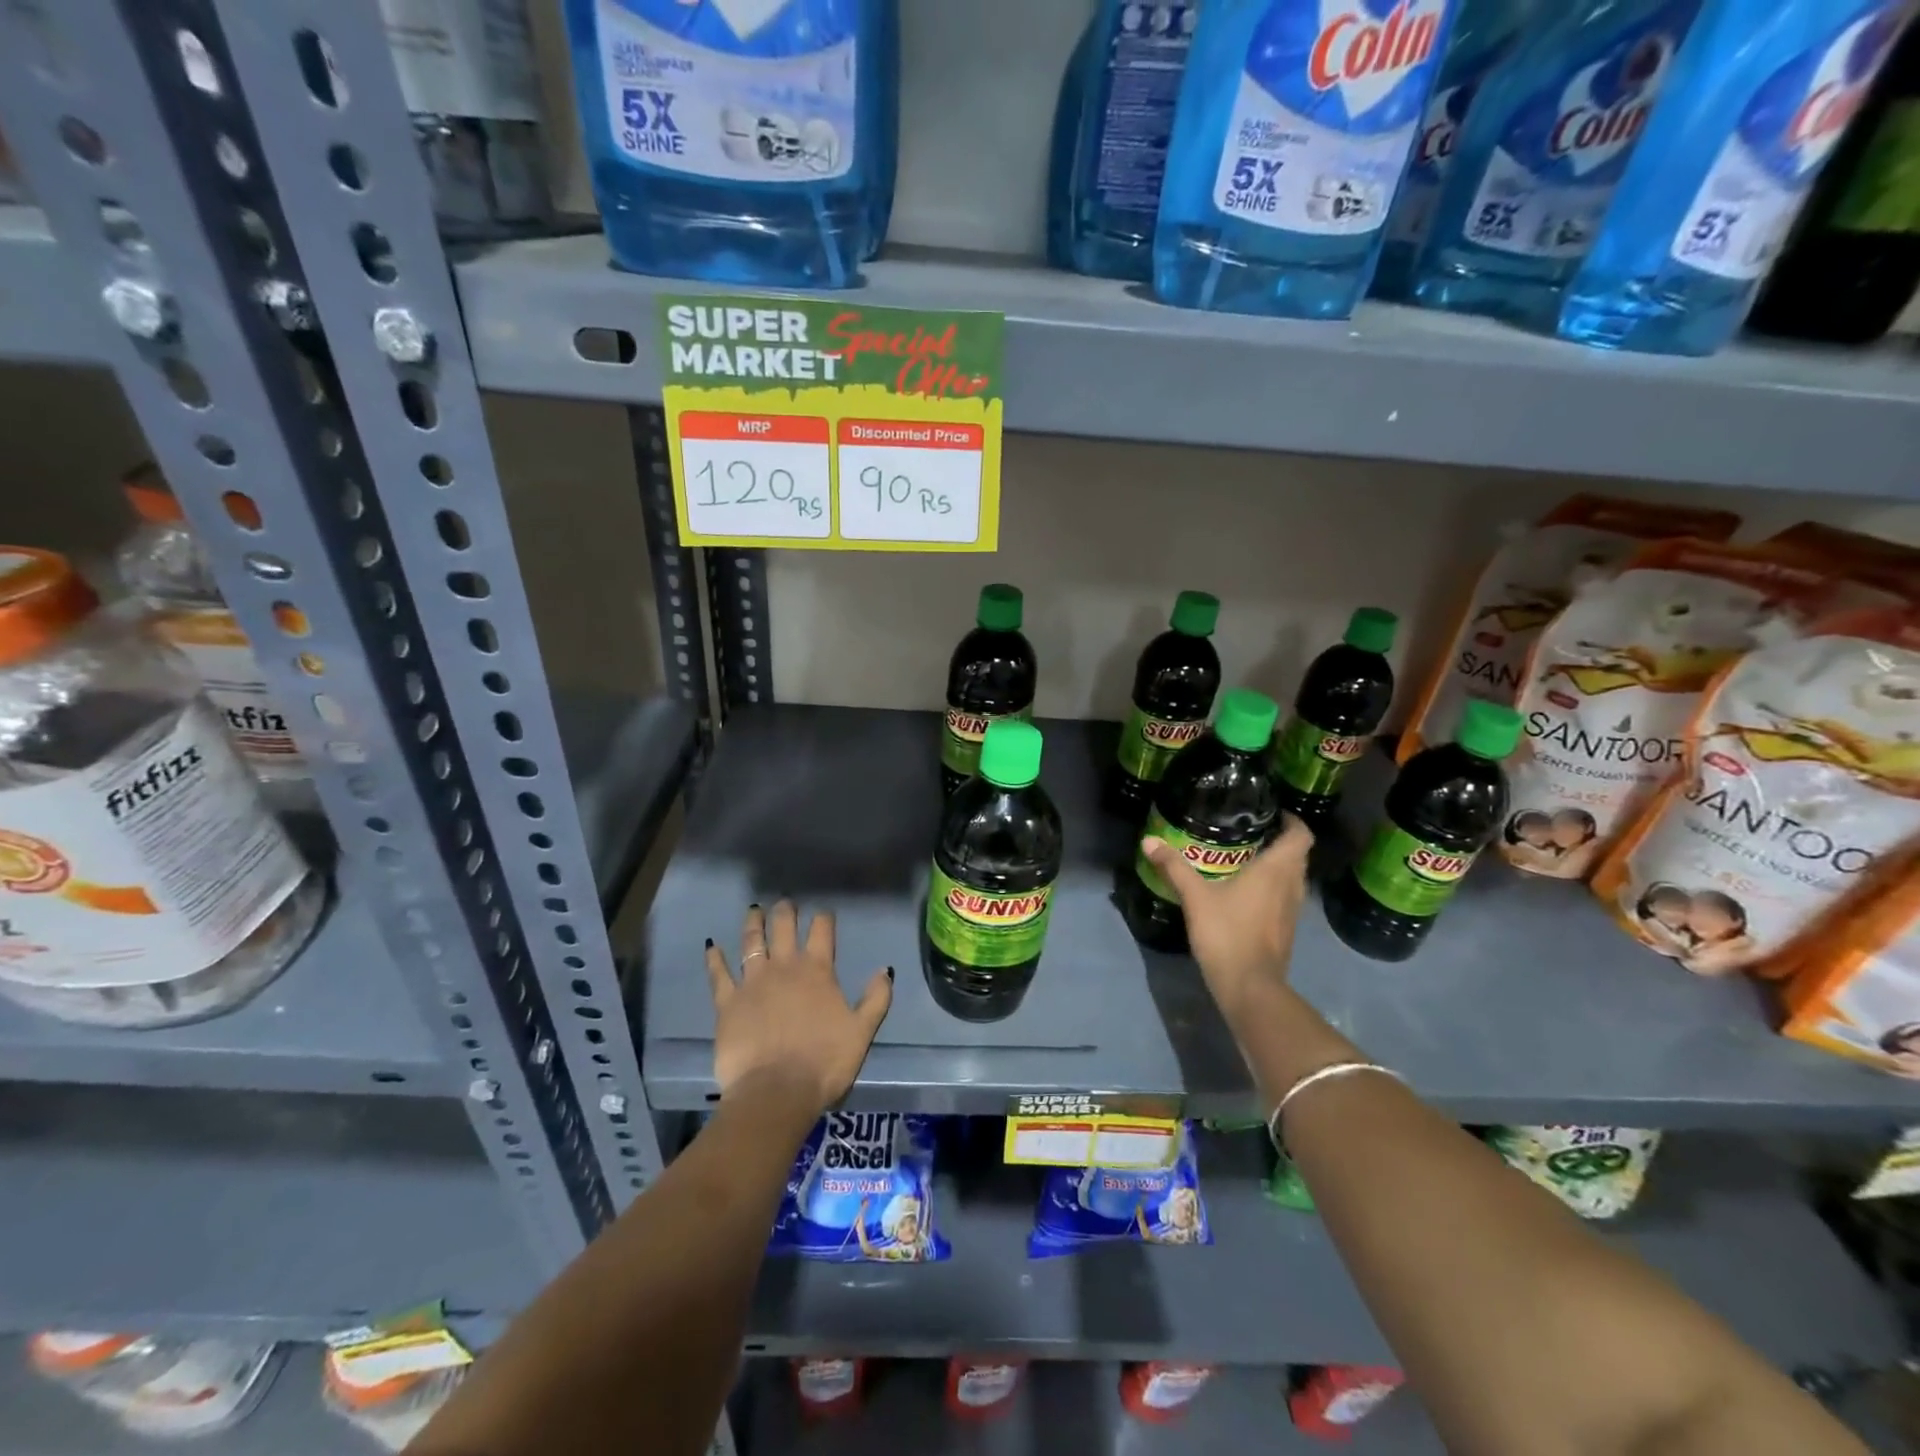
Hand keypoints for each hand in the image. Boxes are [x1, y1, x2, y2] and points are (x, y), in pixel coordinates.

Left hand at [705, 901, 891, 1113]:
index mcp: (818, 970)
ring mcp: (752, 982)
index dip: (824, 918)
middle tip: (785, 903)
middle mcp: (784, 967)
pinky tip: (712, 946)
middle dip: (785, 911)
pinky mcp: (727, 1003)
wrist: (776, 1092)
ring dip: (753, 923)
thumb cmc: (825, 1062)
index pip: (822, 930)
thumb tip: (885, 969)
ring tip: (754, 910)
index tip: (824, 913)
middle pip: (784, 927)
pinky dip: (715, 958)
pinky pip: (718, 974)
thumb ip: (876, 998)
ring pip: (751, 942)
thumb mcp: (862, 1032)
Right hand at [1139, 816, 1312, 1028]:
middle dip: (1280, 841)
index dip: (1291, 821)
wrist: (1249, 986)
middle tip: (1251, 832)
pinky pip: (1286, 897)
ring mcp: (1293, 911)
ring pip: (1293, 877)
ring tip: (1247, 858)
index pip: (1300, 835)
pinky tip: (1247, 892)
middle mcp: (1292, 886)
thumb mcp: (1195, 896)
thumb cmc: (1227, 933)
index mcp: (1276, 870)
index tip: (1272, 813)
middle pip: (1298, 855)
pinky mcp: (1286, 930)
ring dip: (1278, 866)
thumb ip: (1174, 867)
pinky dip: (1273, 887)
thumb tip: (1149, 841)